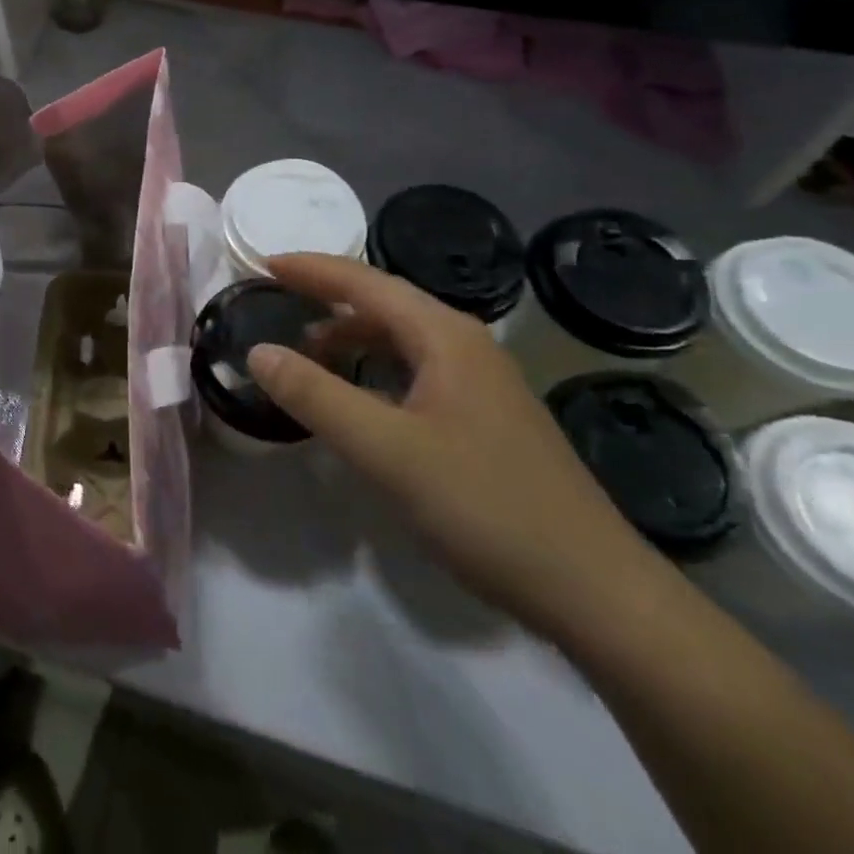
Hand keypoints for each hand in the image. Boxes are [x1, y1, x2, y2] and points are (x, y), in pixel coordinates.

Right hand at [249, 253, 664, 639]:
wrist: (595, 591)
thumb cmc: (484, 506)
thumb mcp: (385, 450)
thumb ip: (316, 396)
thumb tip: (258, 351)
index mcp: (444, 335)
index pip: (364, 282)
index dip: (311, 269)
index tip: (263, 263)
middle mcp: (465, 344)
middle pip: (385, 302)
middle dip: (328, 296)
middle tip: (277, 300)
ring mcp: (482, 381)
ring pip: (403, 338)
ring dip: (352, 335)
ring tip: (308, 352)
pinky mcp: (487, 417)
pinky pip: (417, 369)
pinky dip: (376, 368)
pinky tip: (361, 397)